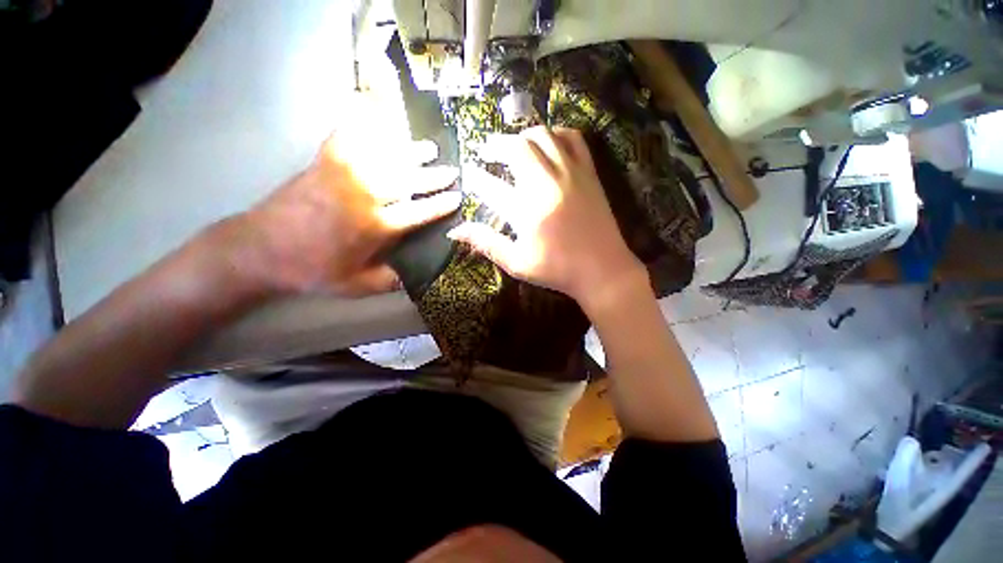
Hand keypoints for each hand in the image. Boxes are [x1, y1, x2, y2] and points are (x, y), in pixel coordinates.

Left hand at [232, 128, 460, 296]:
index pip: (419, 212)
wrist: (259, 249)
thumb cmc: (312, 270)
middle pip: (409, 180)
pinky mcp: (324, 161)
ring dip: (410, 152)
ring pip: (387, 157)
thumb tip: (418, 274)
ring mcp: (344, 173)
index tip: (457, 198)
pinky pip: (349, 136)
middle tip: (451, 171)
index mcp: (376, 226)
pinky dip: (365, 124)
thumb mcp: (358, 286)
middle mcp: (365, 195)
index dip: (440, 205)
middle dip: (434, 177)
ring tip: (428, 148)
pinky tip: (378, 120)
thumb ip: (392, 280)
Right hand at [448, 126, 642, 305]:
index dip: (475, 177)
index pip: (490, 186)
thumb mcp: (517, 262)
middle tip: (486, 150)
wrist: (603, 269)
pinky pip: (573, 139)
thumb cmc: (557, 270)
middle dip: (496, 144)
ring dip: (522, 135)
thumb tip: (455, 231)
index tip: (467, 173)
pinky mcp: (589, 173)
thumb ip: (486, 243)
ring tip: (513, 145)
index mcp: (526, 210)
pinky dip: (556, 133)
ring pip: (543, 136)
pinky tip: (549, 142)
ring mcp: (571, 174)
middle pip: (517, 147)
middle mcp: (546, 184)